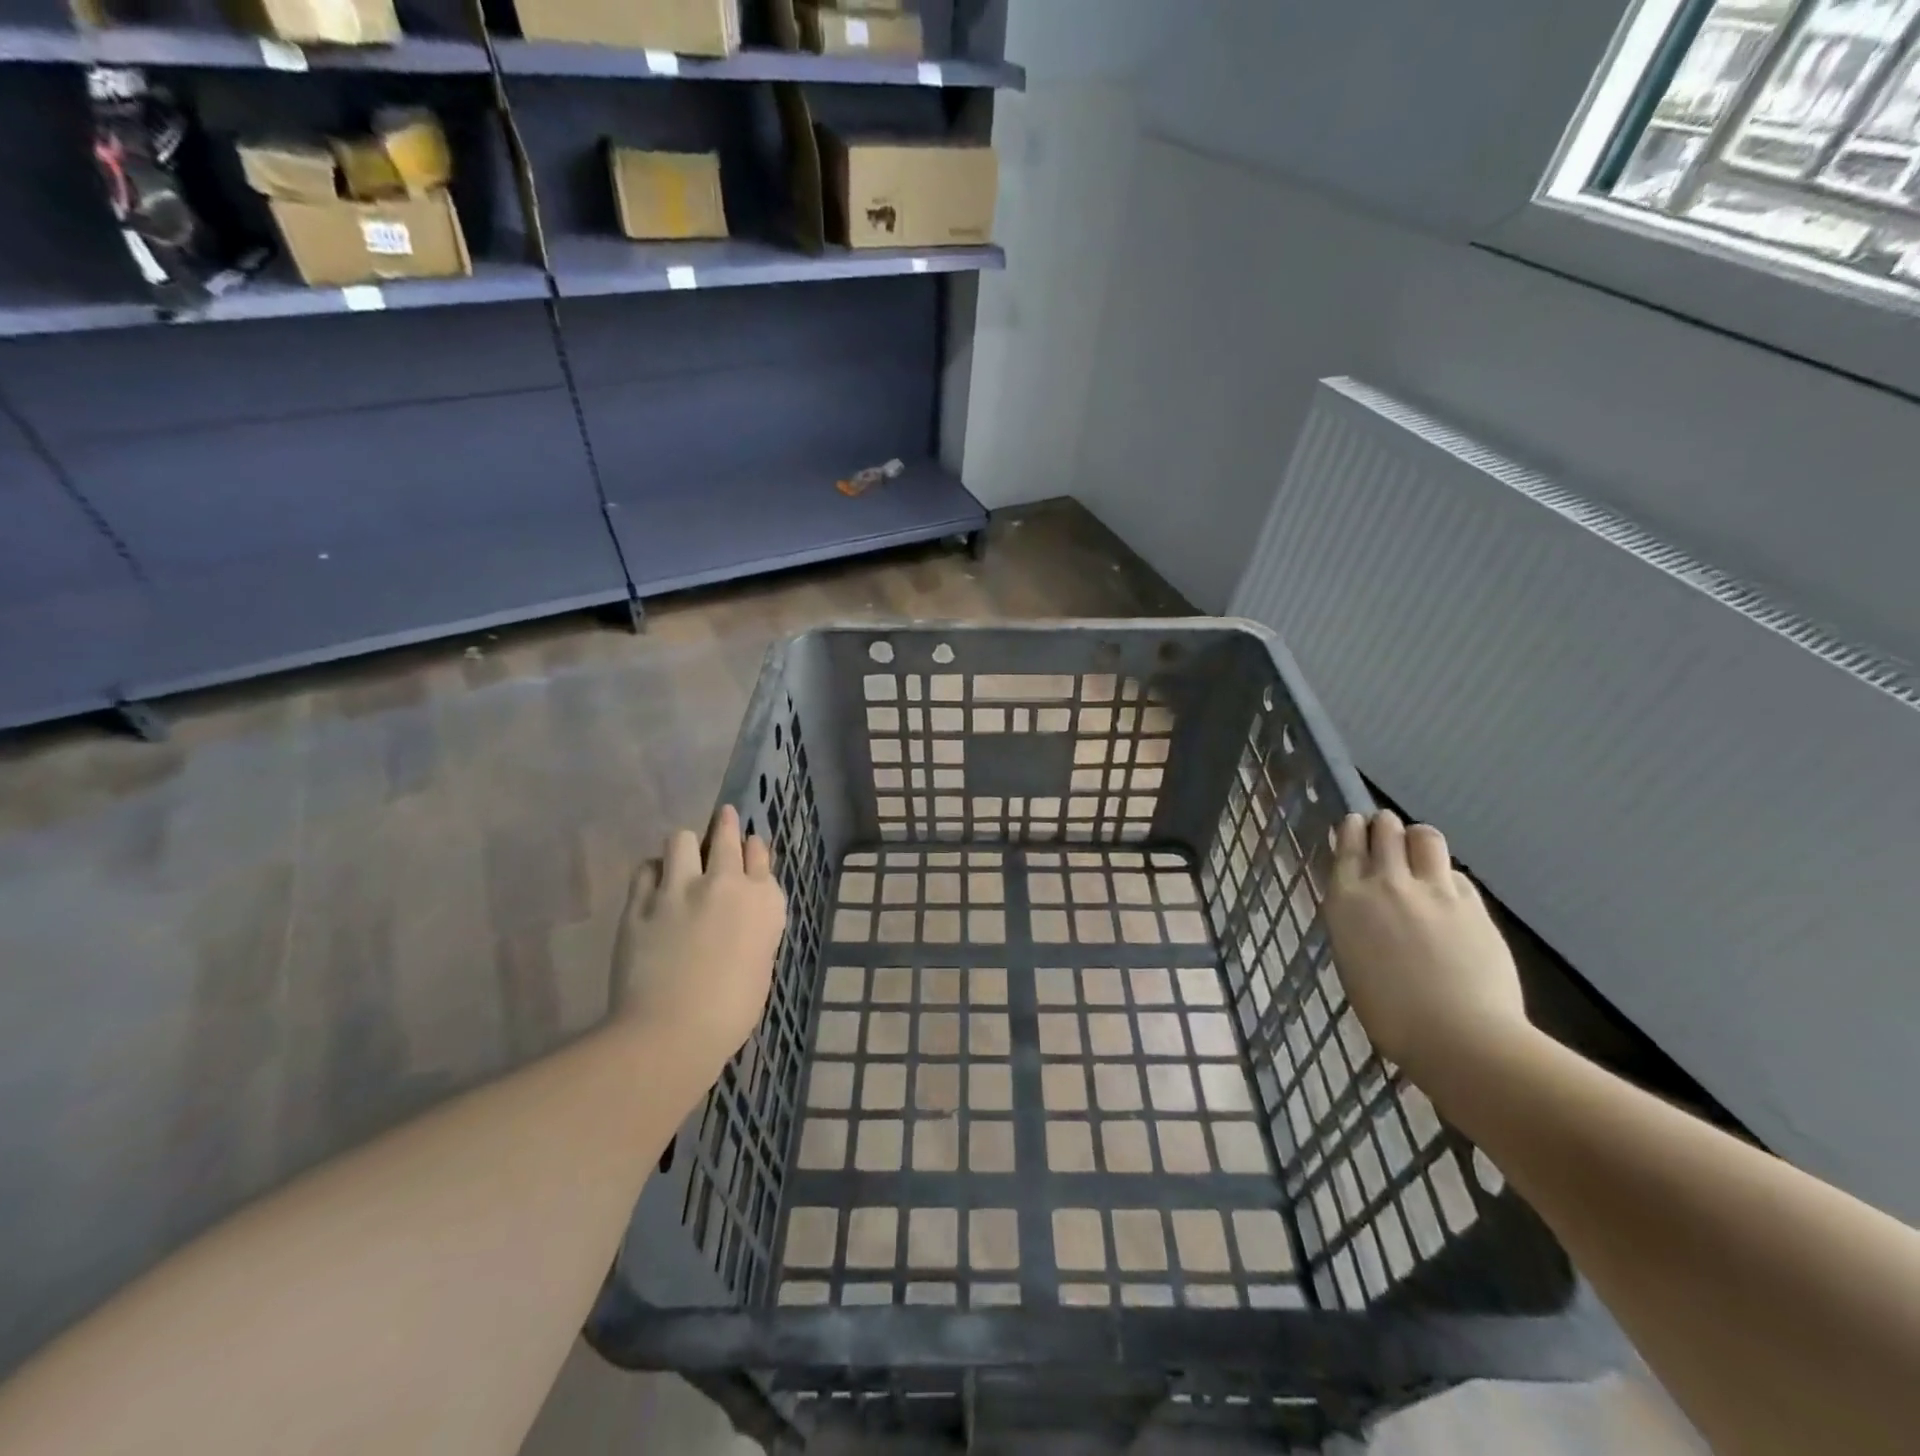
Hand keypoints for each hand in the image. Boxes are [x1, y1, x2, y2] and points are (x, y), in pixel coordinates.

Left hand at [611, 806, 786, 1071]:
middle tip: (723, 818)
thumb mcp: (760, 963)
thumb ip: (753, 928)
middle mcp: (725, 883)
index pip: (760, 855)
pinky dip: (653, 872)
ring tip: (682, 859)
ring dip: (685, 846)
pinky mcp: (640, 902)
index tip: (748, 847)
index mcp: (764, 902)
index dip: (753, 848)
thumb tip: (738, 916)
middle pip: (726, 834)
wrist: (673, 1032)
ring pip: (682, 839)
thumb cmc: (731, 1011)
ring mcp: (680, 889)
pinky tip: (654, 885)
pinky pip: (646, 868)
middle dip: (725, 823)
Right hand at [1323, 811, 1531, 1080]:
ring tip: (1418, 850)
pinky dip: (1447, 876)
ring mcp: (1433, 890)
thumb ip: (1356, 922)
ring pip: (1425, 837)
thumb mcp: (1352, 958)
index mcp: (1347, 899)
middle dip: (1384, 826)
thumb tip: (1366, 907)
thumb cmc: (1389, 1013)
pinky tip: (1447, 894)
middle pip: (1386, 830)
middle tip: (1386, 833)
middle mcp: (1386, 883)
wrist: (1457, 1035)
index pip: (1348, 844)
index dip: (1352, 829)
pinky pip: (1456, 874)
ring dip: (1417, 838)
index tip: (1355, 825)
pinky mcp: (1472, 904)